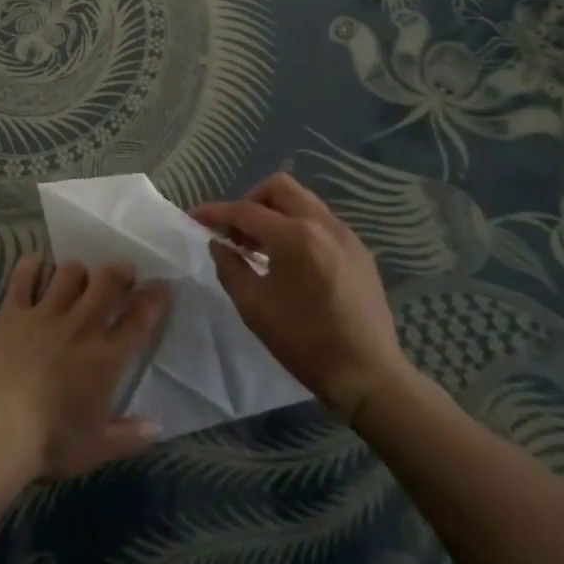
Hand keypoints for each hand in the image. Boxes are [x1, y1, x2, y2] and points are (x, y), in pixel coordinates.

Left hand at [0, 254, 166, 481]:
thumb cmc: (50, 442)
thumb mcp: (96, 449)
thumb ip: (130, 437)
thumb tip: (158, 427)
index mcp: (106, 358)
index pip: (139, 319)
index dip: (154, 298)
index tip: (163, 285)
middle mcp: (81, 326)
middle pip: (108, 282)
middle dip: (120, 270)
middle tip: (123, 272)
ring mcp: (45, 314)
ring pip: (69, 272)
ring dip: (78, 270)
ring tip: (78, 276)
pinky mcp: (12, 311)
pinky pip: (24, 276)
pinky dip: (31, 266)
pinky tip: (35, 264)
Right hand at [192, 172, 408, 419]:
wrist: (368, 375)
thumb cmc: (305, 342)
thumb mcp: (255, 308)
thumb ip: (230, 268)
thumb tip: (218, 244)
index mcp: (294, 237)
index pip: (245, 210)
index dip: (216, 212)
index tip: (195, 217)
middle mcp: (322, 224)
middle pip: (279, 187)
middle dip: (250, 201)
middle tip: (237, 231)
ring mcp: (345, 234)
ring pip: (302, 200)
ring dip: (275, 212)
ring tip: (261, 246)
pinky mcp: (359, 250)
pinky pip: (321, 221)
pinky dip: (298, 226)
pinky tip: (292, 260)